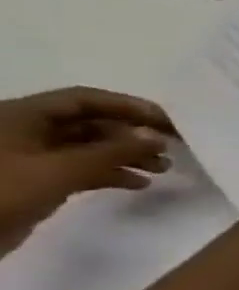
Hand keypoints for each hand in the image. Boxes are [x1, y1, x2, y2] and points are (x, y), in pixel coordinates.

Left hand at [0, 88, 173, 256]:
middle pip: (90, 123)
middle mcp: (26, 131)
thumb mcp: (63, 168)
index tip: (169, 123)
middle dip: (133, 136)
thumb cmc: (4, 189)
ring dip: (128, 156)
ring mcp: (30, 157)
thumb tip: (158, 136)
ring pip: (90, 148)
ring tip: (162, 168)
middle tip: (171, 148)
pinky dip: (112, 173)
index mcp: (21, 116)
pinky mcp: (36, 179)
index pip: (85, 100)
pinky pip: (81, 168)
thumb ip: (115, 150)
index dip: (129, 107)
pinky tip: (139, 184)